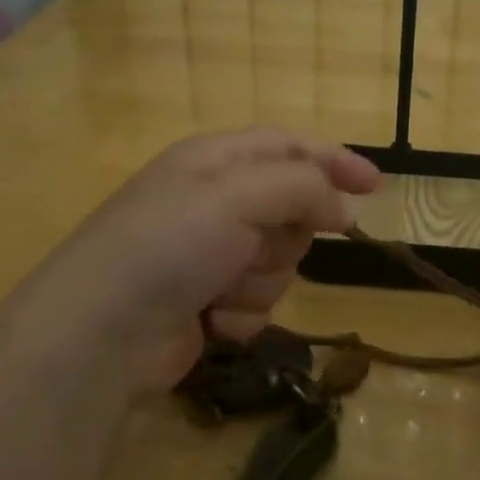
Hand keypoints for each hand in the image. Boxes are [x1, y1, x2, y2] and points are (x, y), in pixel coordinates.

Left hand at [49, 128, 380, 394]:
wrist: (104, 332)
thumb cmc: (170, 244)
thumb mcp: (239, 194)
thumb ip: (302, 187)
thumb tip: (342, 206)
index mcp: (216, 160)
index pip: (290, 147)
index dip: (334, 161)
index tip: (376, 187)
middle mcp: (215, 203)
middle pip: (292, 210)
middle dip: (286, 234)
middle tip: (256, 245)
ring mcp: (210, 255)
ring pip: (280, 261)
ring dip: (261, 278)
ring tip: (221, 287)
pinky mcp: (208, 303)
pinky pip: (258, 302)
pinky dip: (242, 312)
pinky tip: (211, 318)